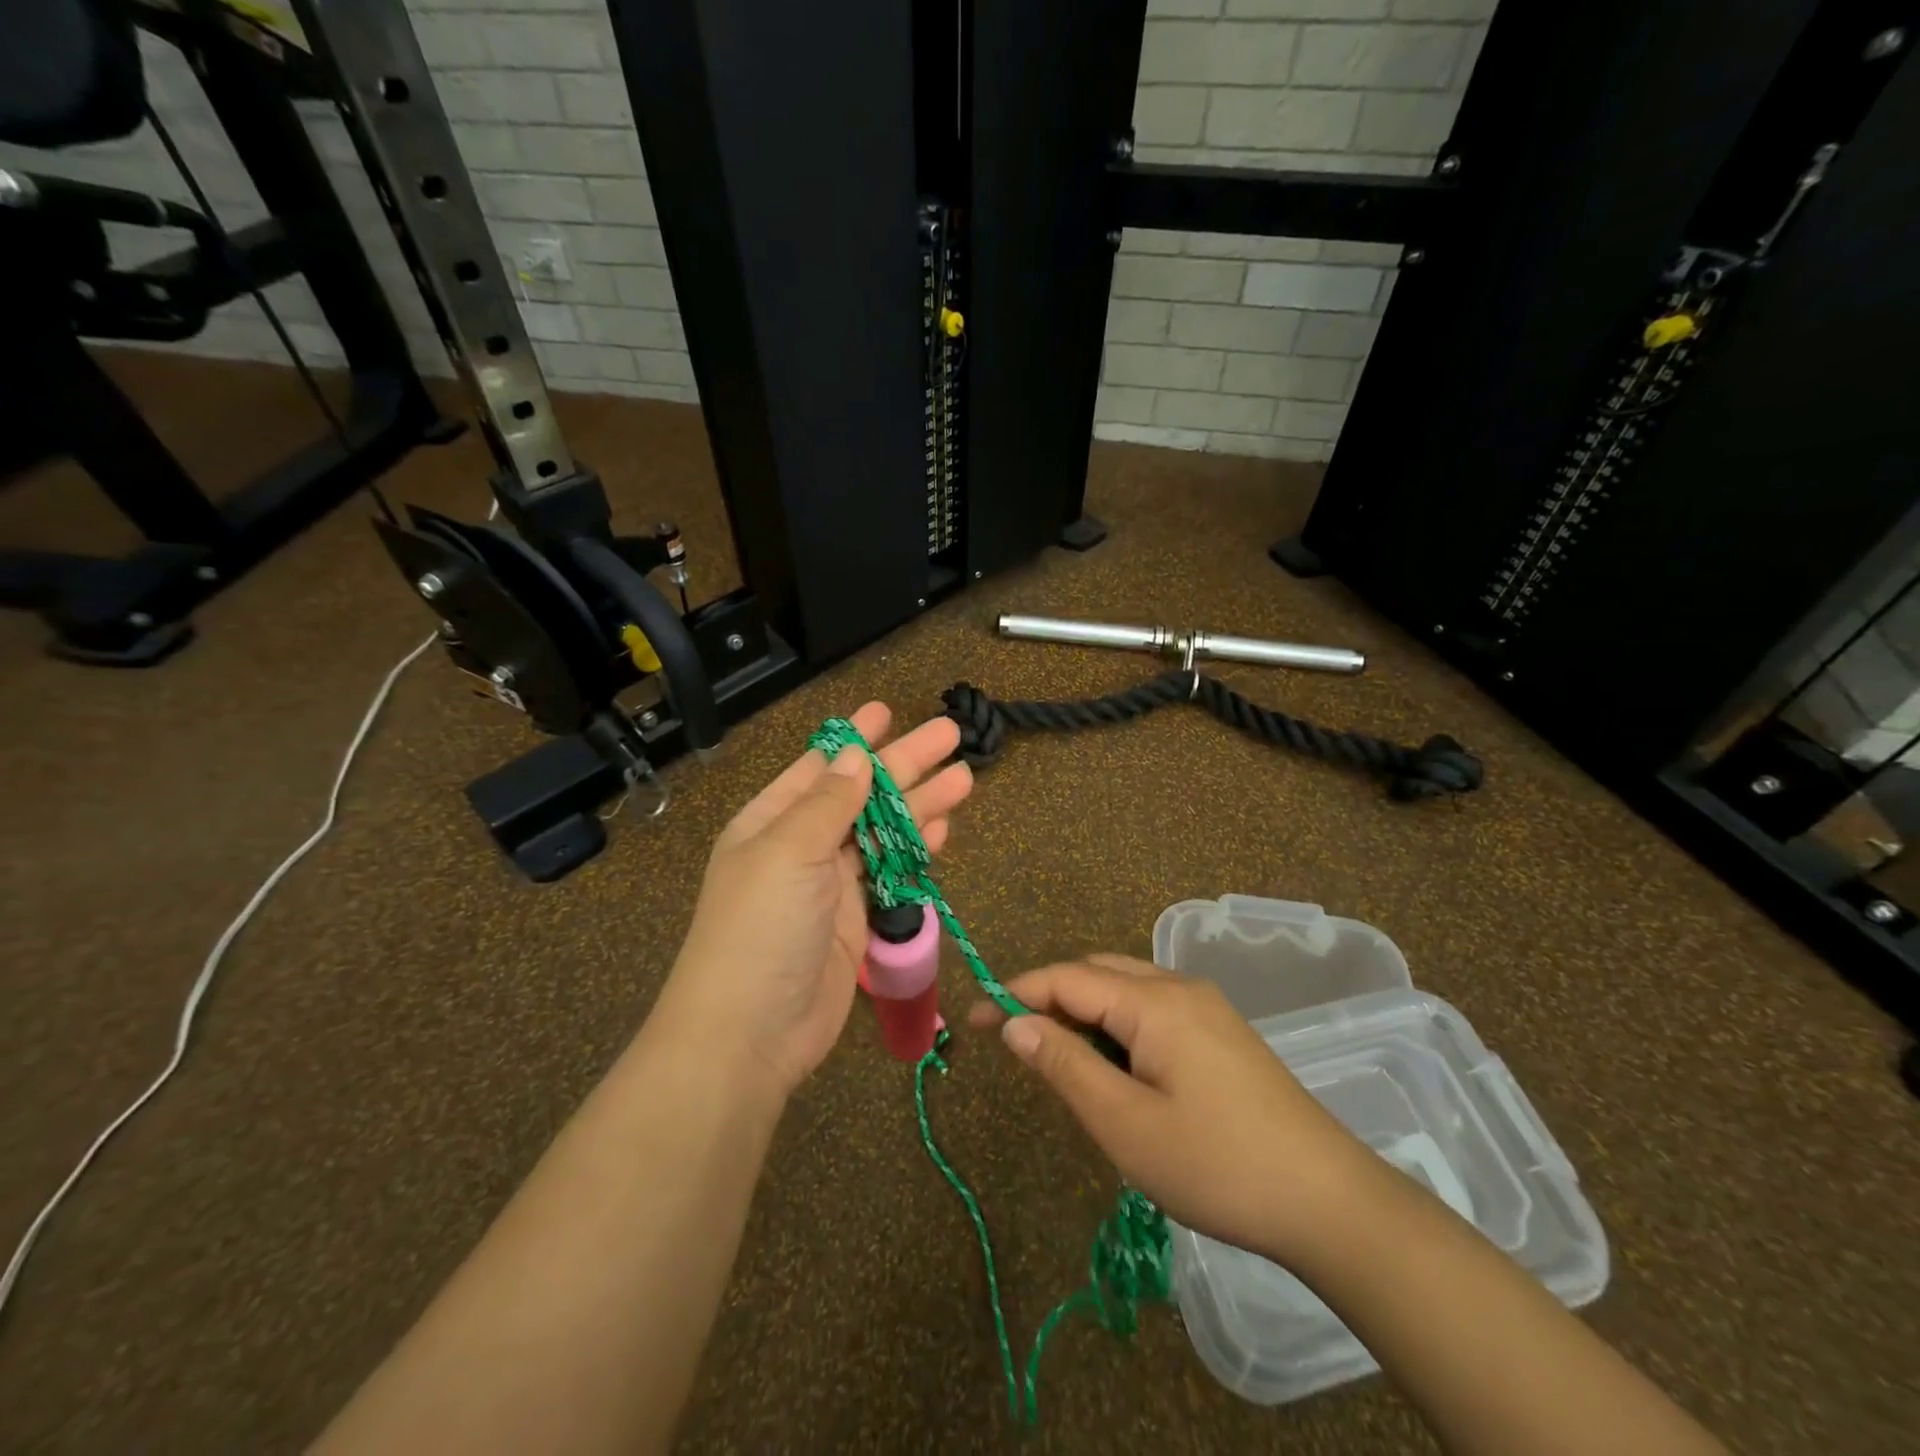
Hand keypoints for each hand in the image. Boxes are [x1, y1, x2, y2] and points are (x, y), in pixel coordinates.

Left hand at [662, 702, 971, 1096]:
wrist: (750, 1034)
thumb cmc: (761, 928)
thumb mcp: (789, 851)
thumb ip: (829, 802)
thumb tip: (854, 753)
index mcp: (773, 821)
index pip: (821, 767)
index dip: (856, 738)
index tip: (888, 710)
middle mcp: (802, 847)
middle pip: (863, 795)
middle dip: (905, 765)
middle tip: (951, 735)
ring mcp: (831, 886)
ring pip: (884, 833)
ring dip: (921, 805)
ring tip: (965, 778)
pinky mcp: (857, 921)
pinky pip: (892, 873)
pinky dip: (916, 850)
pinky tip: (942, 828)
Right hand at [969, 955, 1373, 1265]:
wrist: (1330, 1201)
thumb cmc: (1217, 1164)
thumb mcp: (1125, 1124)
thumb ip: (1064, 1065)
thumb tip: (1013, 1024)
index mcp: (1153, 1001)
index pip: (1066, 978)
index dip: (1014, 993)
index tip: (970, 1019)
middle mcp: (1178, 988)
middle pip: (1096, 974)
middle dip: (1049, 999)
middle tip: (1017, 1046)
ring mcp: (1205, 1008)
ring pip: (1125, 990)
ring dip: (1084, 1015)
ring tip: (1062, 1064)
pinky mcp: (1221, 1034)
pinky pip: (1152, 1012)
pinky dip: (1117, 1028)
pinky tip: (1117, 1072)